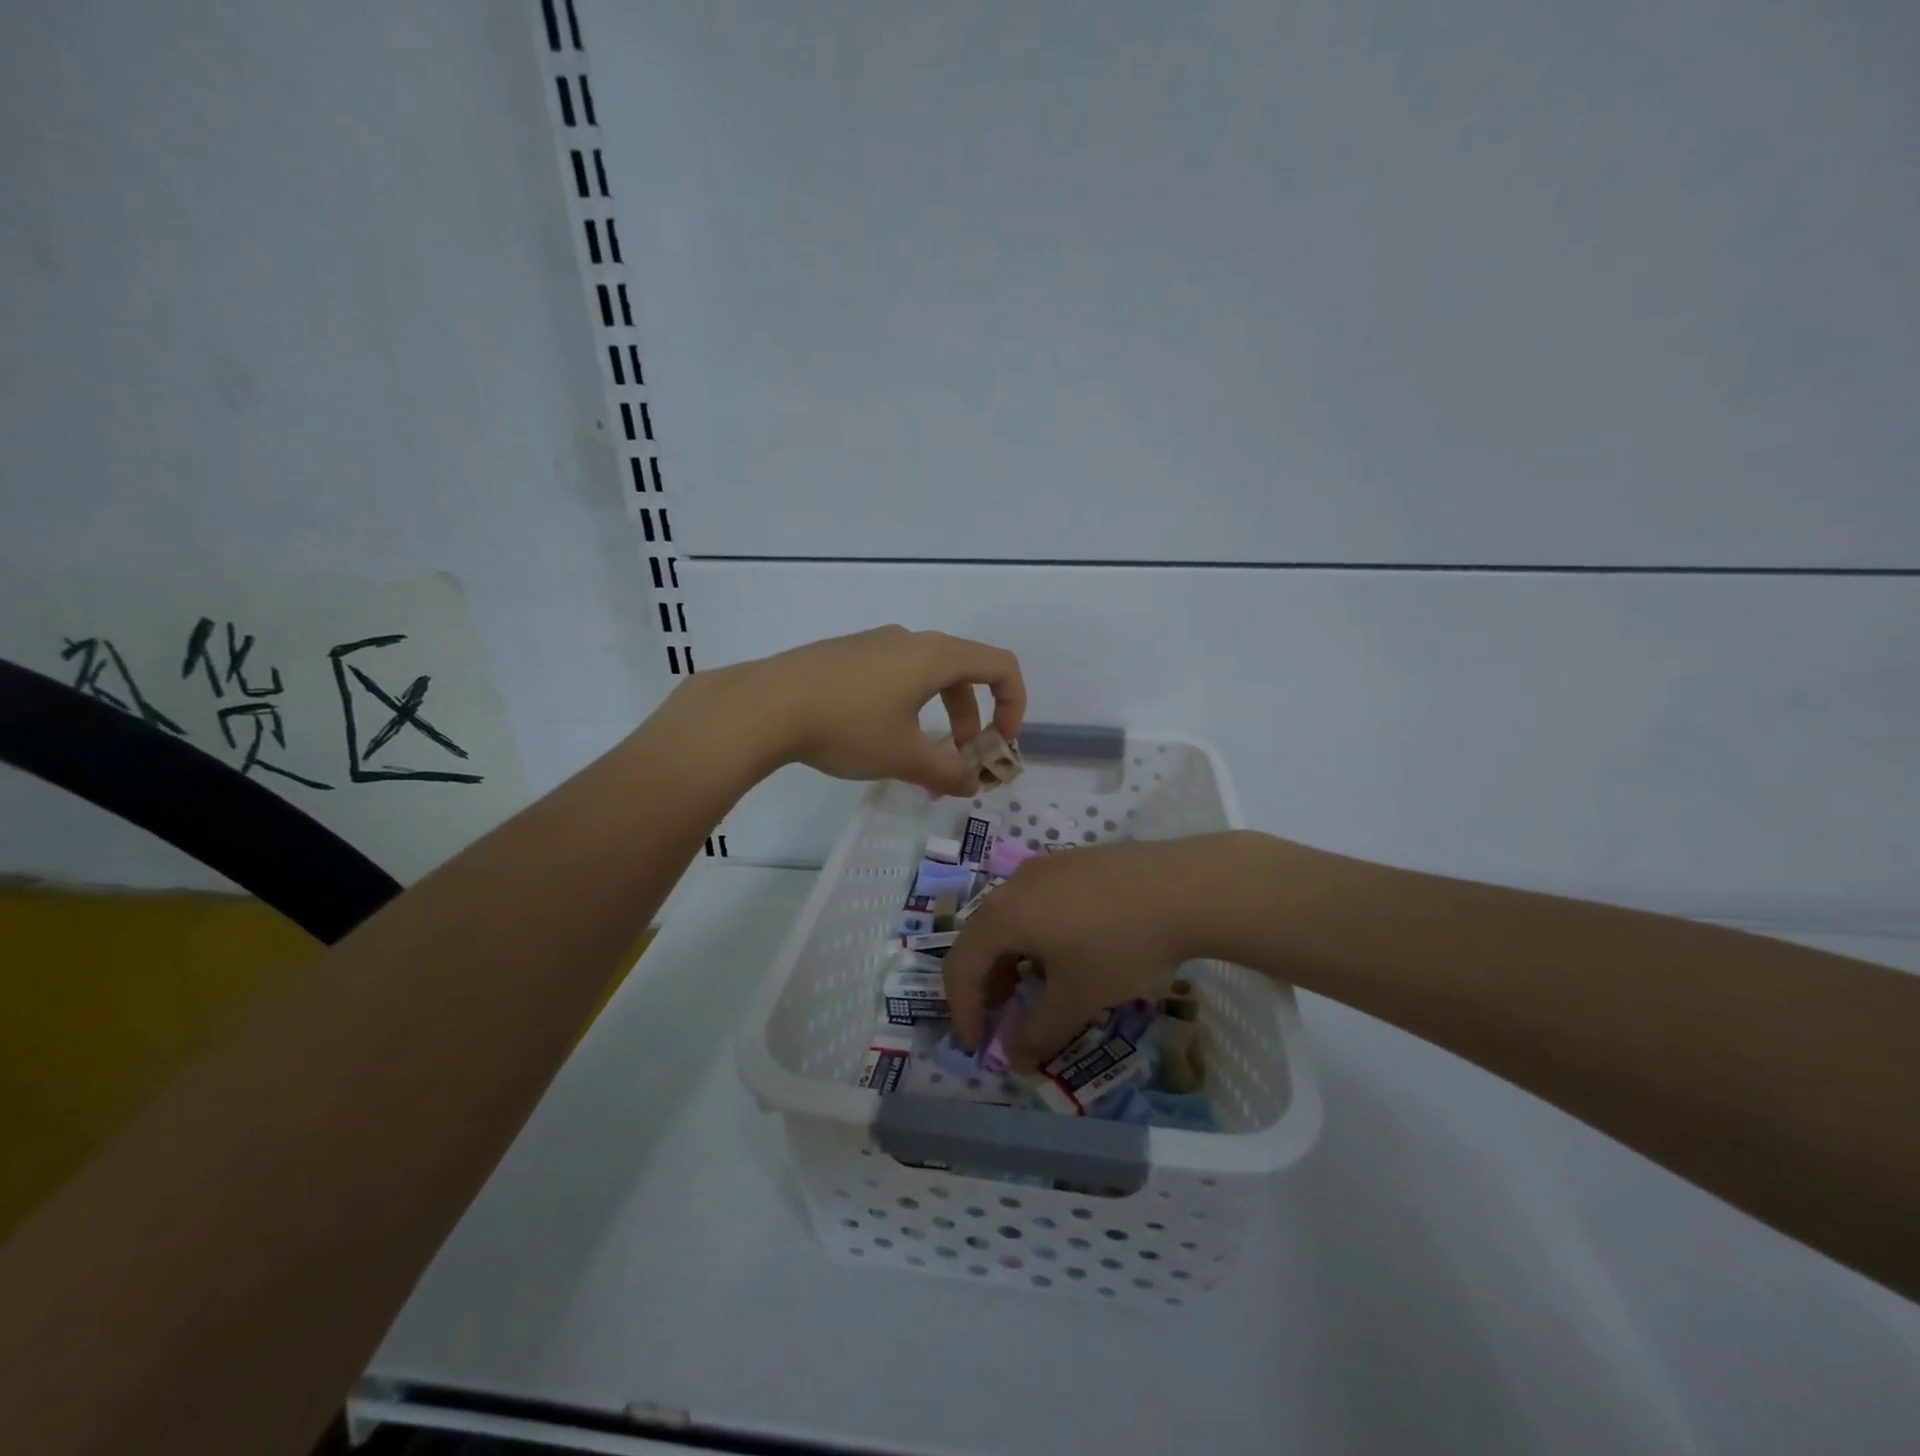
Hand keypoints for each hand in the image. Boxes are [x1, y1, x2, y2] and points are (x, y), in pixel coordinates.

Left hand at [691, 625, 1025, 795]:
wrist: (765, 705)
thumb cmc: (848, 726)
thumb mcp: (903, 756)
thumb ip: (946, 772)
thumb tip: (971, 784)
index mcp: (935, 656)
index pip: (1000, 665)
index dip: (1014, 703)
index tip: (1001, 741)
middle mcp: (909, 640)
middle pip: (963, 670)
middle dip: (972, 714)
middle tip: (959, 752)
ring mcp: (873, 643)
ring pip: (924, 673)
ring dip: (938, 711)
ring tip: (916, 751)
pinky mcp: (844, 654)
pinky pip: (892, 673)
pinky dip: (906, 703)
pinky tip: (874, 735)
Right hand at [942, 835, 1236, 1068]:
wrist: (1184, 886)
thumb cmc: (1120, 945)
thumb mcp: (1077, 997)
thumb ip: (1039, 1032)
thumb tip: (1015, 1059)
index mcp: (1002, 915)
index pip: (960, 966)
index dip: (963, 1011)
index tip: (979, 1046)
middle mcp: (1015, 883)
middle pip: (983, 938)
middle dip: (988, 985)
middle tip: (1006, 1019)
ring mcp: (1046, 866)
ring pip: (1013, 918)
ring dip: (1014, 960)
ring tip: (1040, 988)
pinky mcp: (1076, 861)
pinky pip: (1039, 902)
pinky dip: (1038, 935)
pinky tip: (1072, 952)